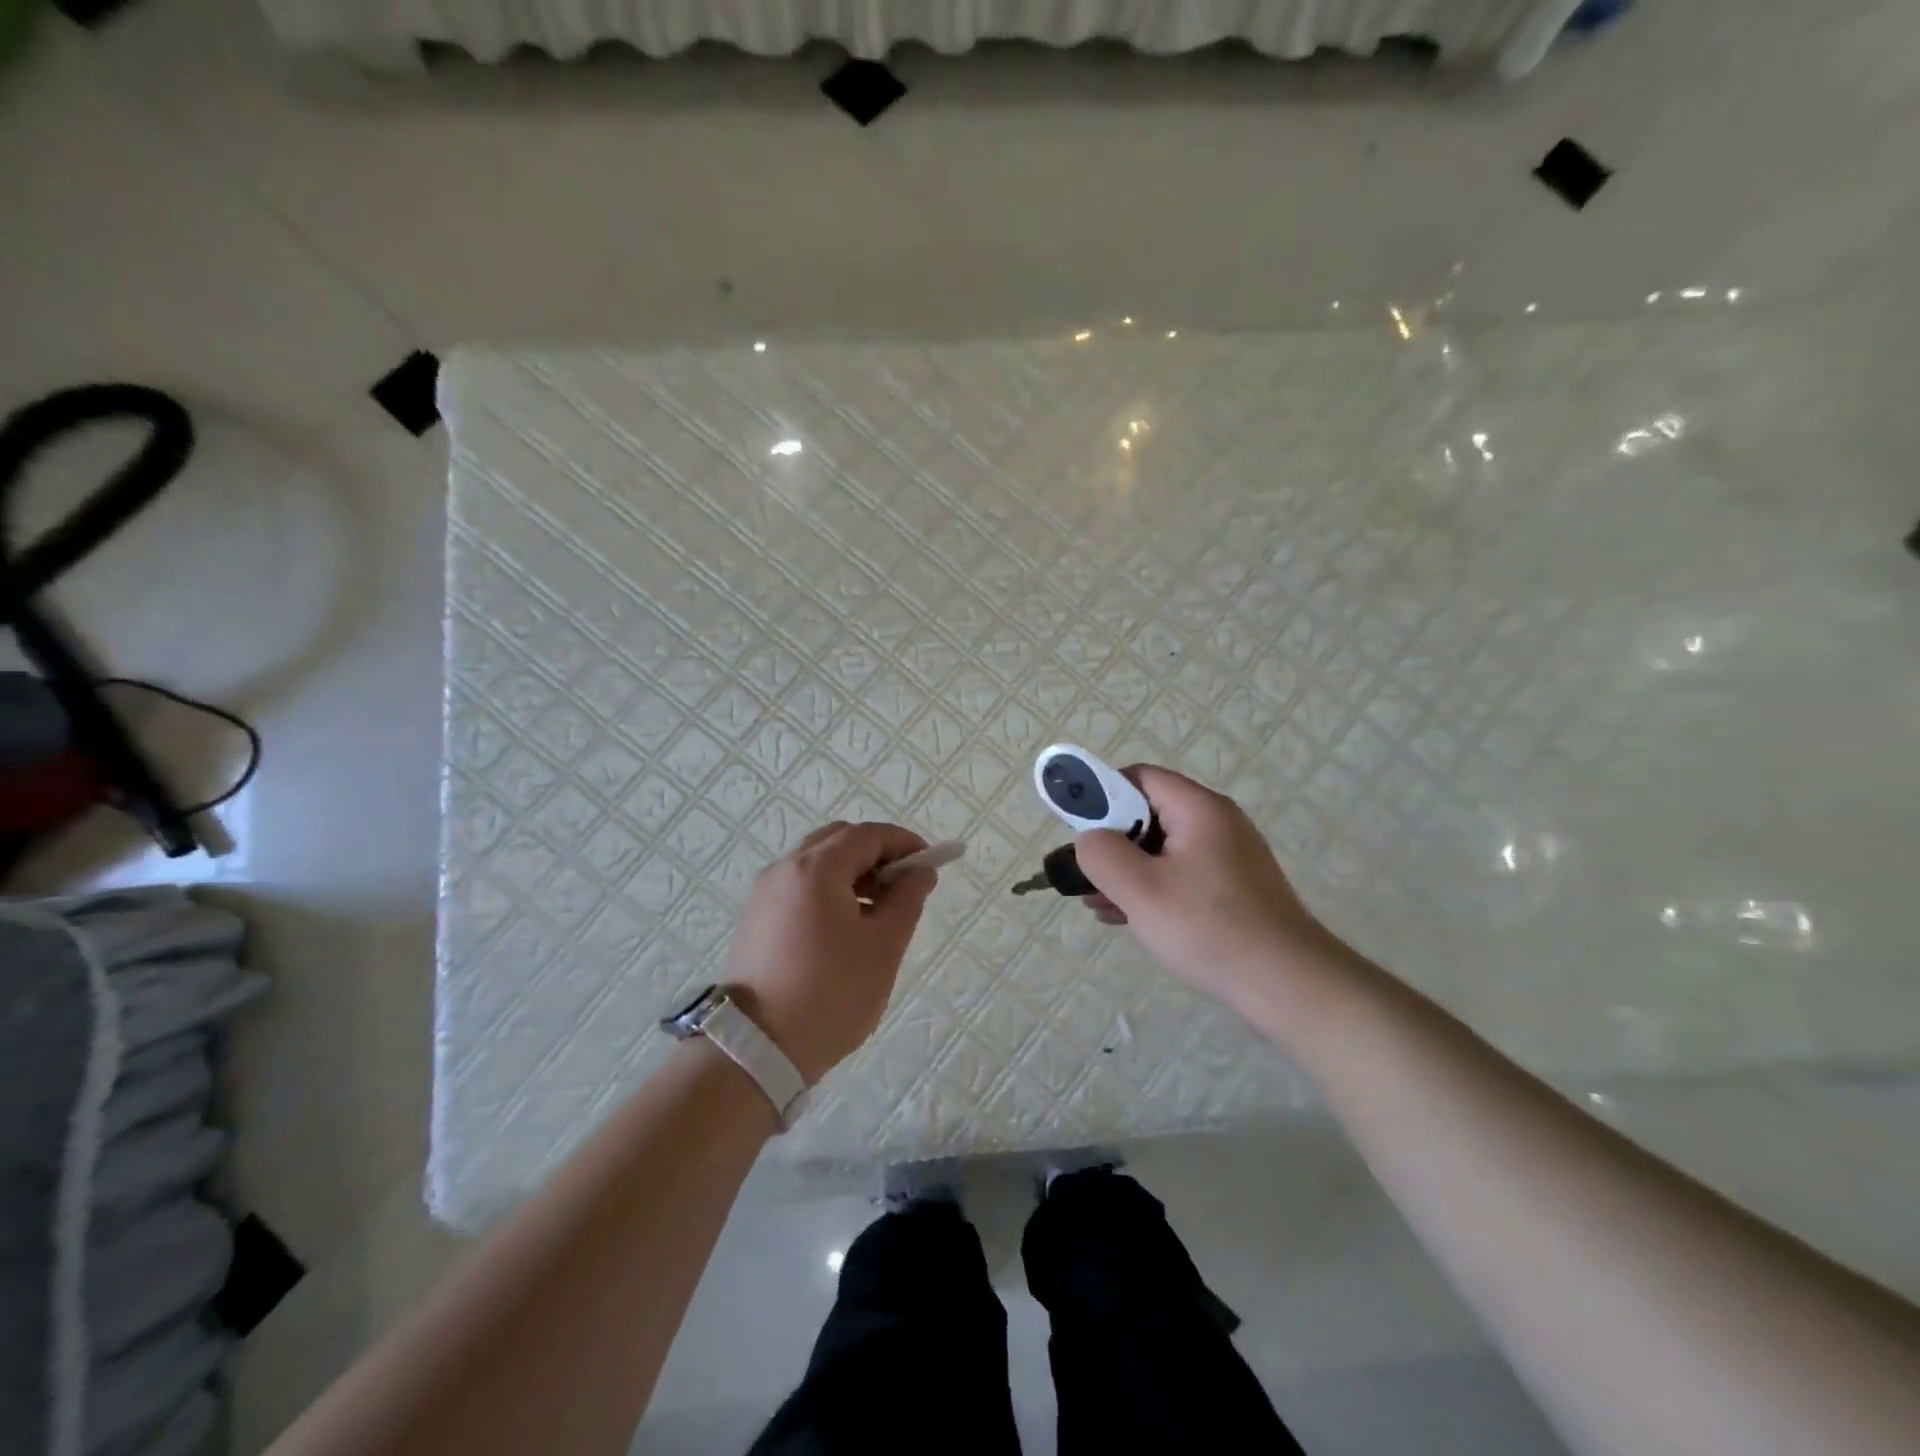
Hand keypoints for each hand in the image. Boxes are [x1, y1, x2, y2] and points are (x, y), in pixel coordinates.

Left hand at [721, 821, 937, 1084]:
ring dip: (853, 874)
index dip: (903, 843)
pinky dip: (829, 892)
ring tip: (880, 912)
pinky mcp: (756, 920)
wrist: (755, 1050)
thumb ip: (907, 899)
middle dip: (876, 854)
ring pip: (817, 864)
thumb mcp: (883, 947)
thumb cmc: (830, 993)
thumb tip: (920, 872)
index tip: (930, 865)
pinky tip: (846, 929)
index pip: (867, 834)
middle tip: (904, 886)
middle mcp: (784, 870)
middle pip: (838, 841)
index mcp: (815, 868)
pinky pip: (799, 888)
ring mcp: (764, 895)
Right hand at [1075, 766, 1348, 1016]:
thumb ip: (1101, 854)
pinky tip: (1127, 919)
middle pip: (1149, 814)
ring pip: (1162, 850)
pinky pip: (1181, 875)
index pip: (1139, 777)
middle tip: (1084, 875)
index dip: (1101, 795)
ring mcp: (1229, 858)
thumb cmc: (1209, 929)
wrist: (1289, 986)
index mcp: (1199, 809)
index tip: (1078, 831)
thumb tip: (1089, 839)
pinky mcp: (1234, 890)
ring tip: (1097, 904)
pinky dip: (1152, 889)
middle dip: (1111, 842)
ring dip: (1127, 871)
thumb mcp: (1140, 890)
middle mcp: (1217, 824)